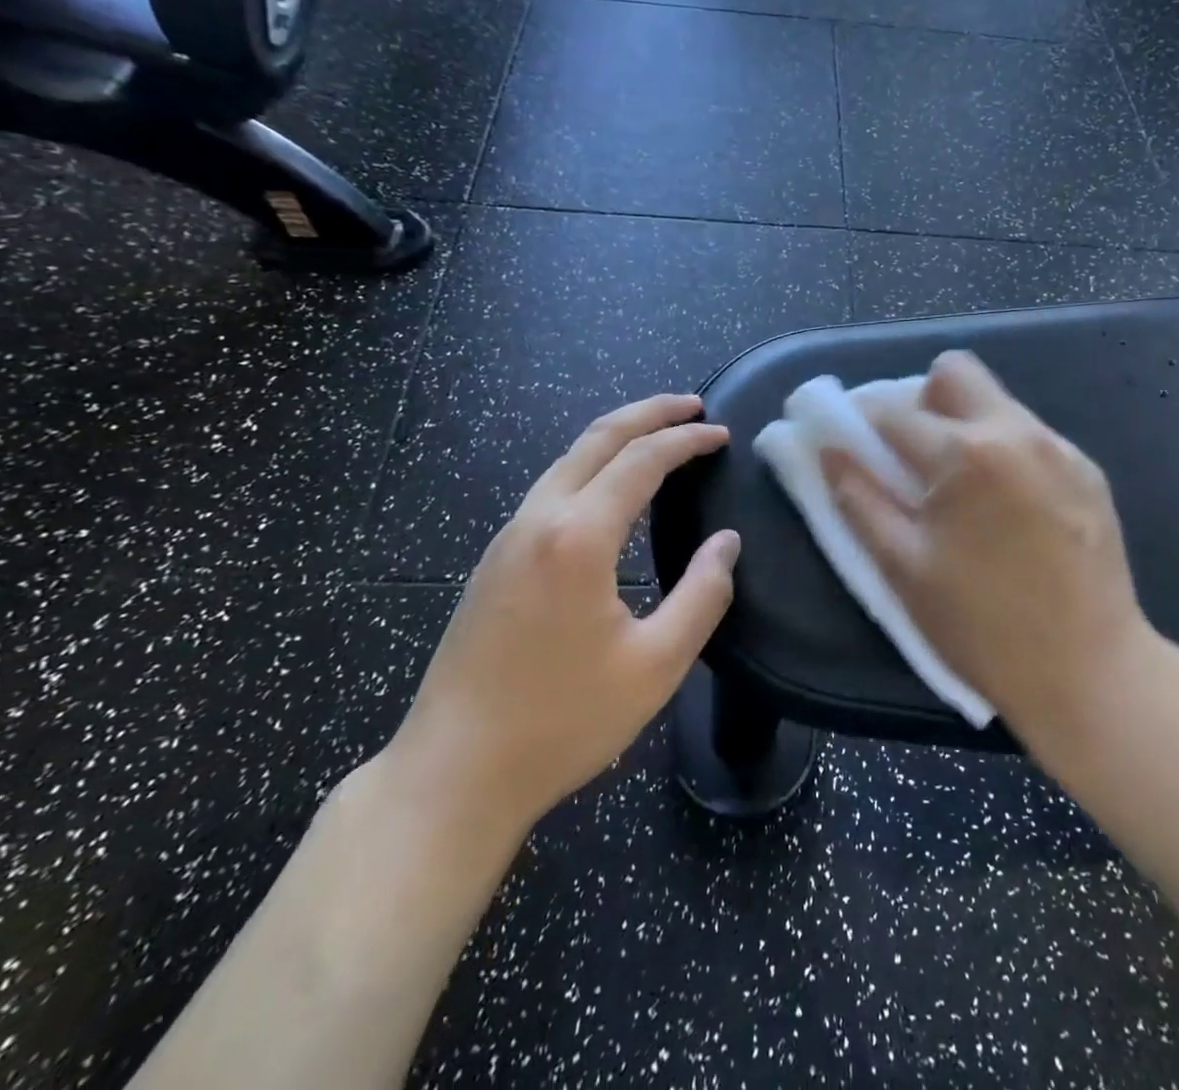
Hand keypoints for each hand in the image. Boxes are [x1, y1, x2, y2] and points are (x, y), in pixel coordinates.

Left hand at [387, 395, 739, 853]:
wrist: (452, 773)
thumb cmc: (561, 722)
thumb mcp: (655, 666)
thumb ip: (702, 595)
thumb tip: (726, 544)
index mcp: (578, 536)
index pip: (642, 460)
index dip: (686, 439)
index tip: (722, 434)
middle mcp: (538, 520)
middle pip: (597, 438)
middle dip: (649, 413)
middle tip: (693, 405)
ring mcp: (508, 538)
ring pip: (568, 459)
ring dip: (617, 436)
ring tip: (658, 436)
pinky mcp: (494, 561)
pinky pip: (551, 488)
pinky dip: (591, 466)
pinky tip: (609, 489)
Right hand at [822, 352, 1165, 765]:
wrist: (1092, 673)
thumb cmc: (982, 628)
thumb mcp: (903, 568)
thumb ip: (858, 499)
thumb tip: (828, 449)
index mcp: (964, 453)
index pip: (892, 411)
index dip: (860, 423)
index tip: (852, 444)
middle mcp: (1016, 430)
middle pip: (954, 372)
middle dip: (921, 400)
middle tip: (912, 455)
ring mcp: (1059, 447)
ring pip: (995, 400)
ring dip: (963, 424)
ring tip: (960, 486)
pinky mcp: (1087, 469)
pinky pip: (1029, 435)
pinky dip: (1002, 450)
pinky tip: (1006, 505)